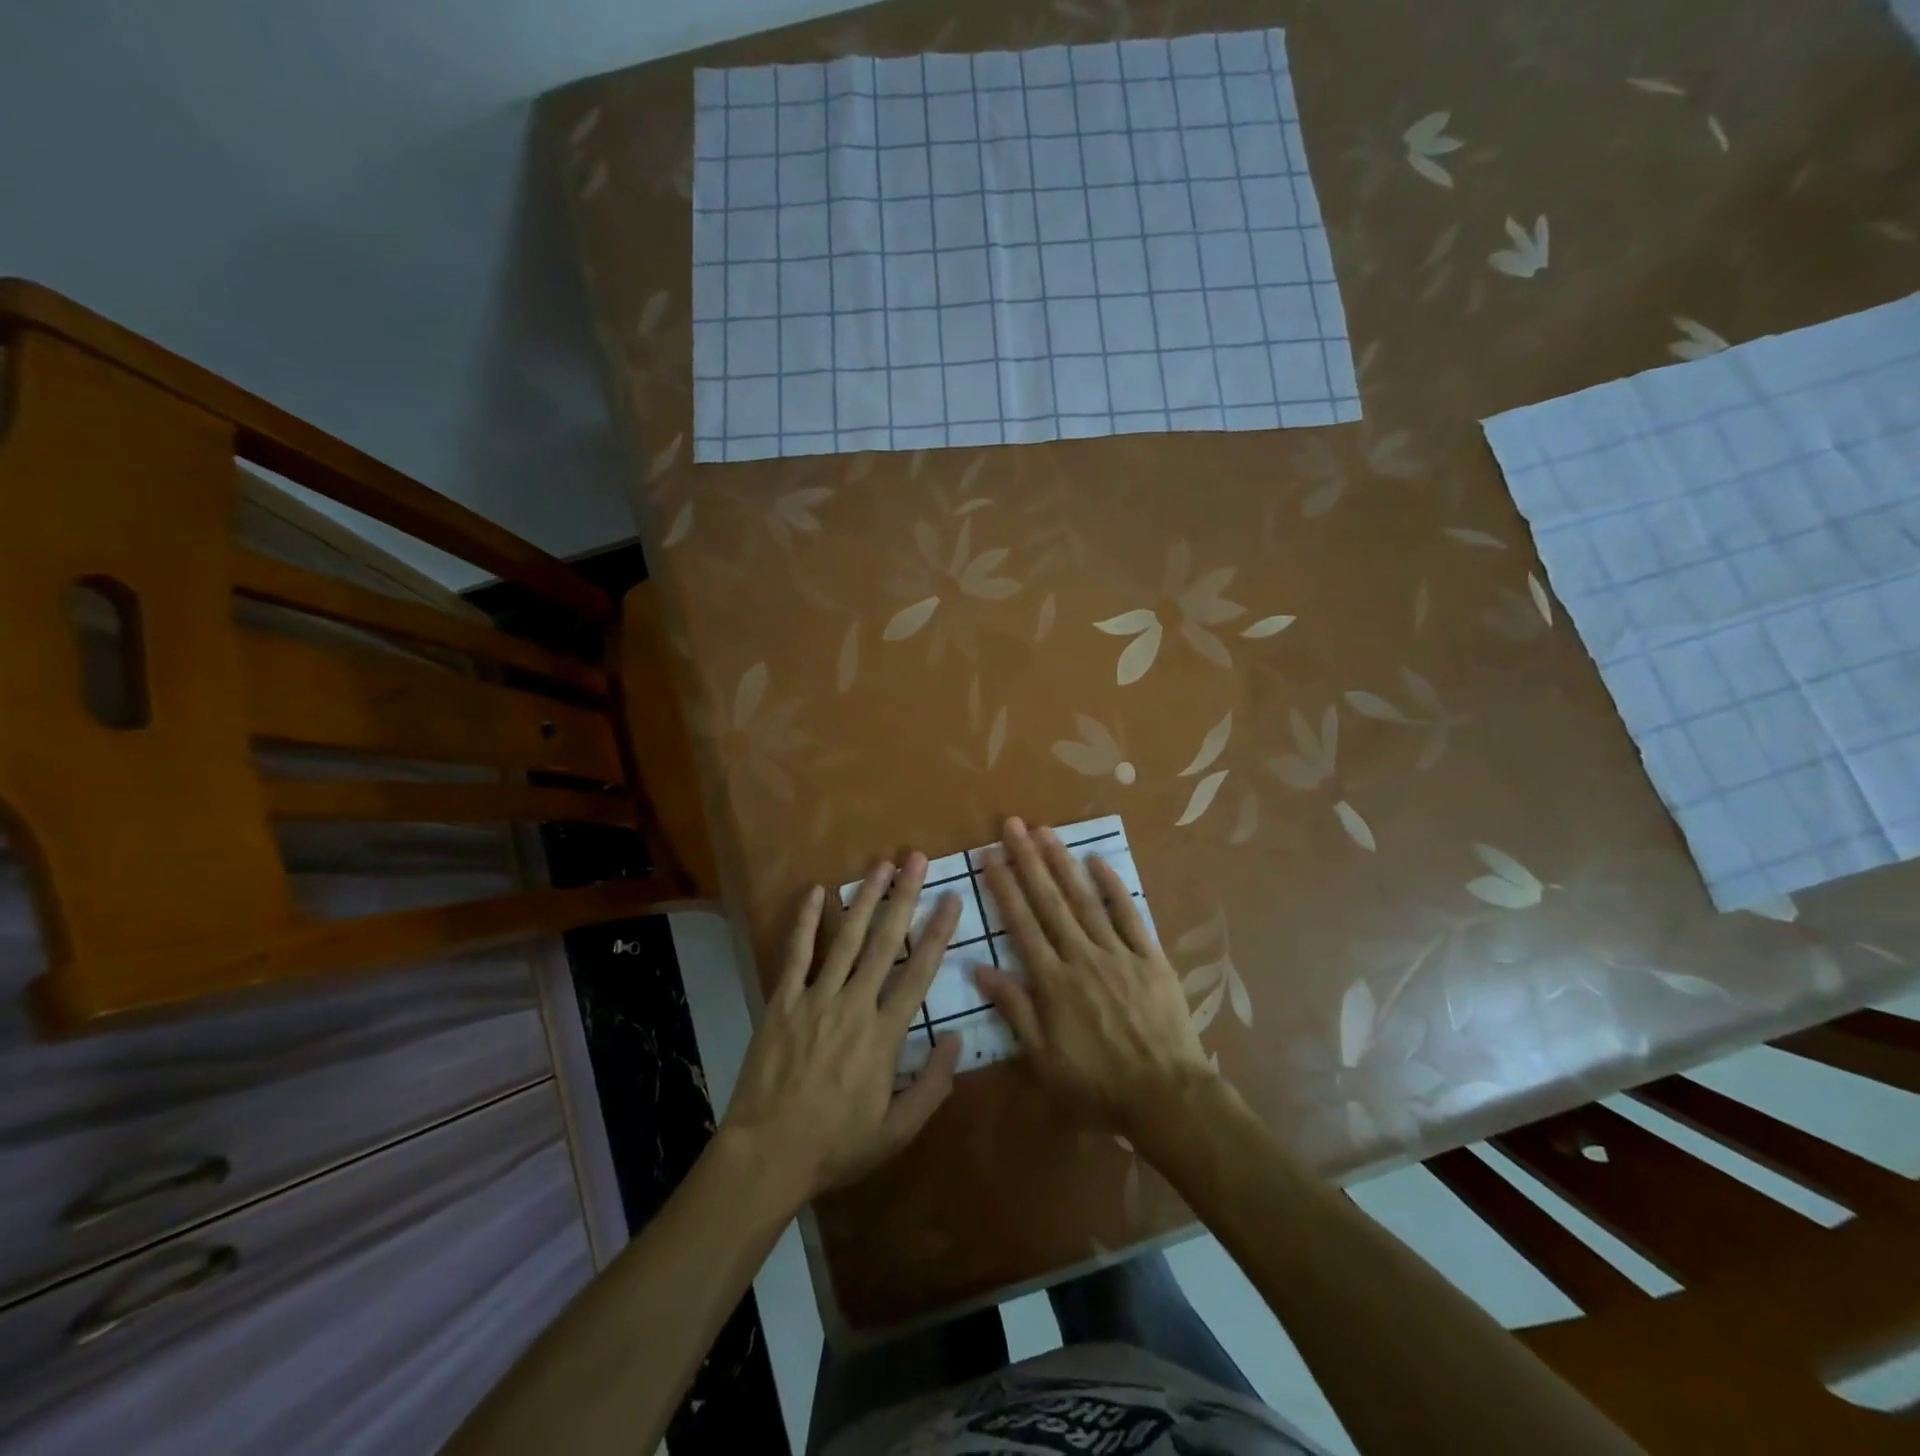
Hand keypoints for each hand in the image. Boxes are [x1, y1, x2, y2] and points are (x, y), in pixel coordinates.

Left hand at [721, 854, 962, 1206]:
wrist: (768, 1154)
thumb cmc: (836, 1145)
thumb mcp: (896, 1132)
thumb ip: (932, 1086)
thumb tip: (955, 1040)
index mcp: (885, 1034)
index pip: (920, 972)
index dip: (938, 932)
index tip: (951, 898)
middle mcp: (854, 1004)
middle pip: (884, 942)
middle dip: (904, 897)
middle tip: (916, 859)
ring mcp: (816, 999)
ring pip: (845, 938)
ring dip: (865, 899)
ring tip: (881, 865)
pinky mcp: (783, 1002)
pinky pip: (796, 954)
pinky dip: (805, 922)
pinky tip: (815, 892)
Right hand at [976, 818, 1214, 1132]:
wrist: (1165, 1095)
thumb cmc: (1097, 1083)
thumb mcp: (1044, 1059)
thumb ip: (1014, 1009)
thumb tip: (979, 968)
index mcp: (1053, 981)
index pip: (1022, 924)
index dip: (1004, 887)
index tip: (991, 855)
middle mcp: (1081, 956)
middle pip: (1050, 901)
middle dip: (1029, 861)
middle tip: (1014, 826)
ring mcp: (1118, 953)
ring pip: (1085, 900)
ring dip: (1064, 864)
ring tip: (1046, 832)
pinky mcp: (1150, 956)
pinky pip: (1130, 914)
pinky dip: (1114, 886)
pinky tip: (1098, 861)